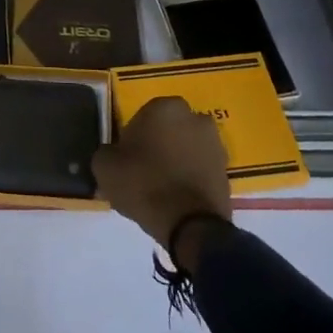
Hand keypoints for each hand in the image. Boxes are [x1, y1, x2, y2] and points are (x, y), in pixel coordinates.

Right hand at [93, 95, 231, 260]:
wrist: (190, 225)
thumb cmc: (144, 185)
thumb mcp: (105, 167)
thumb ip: (106, 152)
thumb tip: (112, 154)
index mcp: (165, 107)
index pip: (142, 116)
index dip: (132, 138)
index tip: (126, 159)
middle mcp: (195, 117)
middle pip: (167, 130)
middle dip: (157, 145)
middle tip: (143, 171)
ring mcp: (215, 143)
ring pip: (186, 147)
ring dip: (176, 160)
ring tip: (160, 188)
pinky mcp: (226, 169)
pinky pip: (200, 167)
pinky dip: (190, 177)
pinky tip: (176, 197)